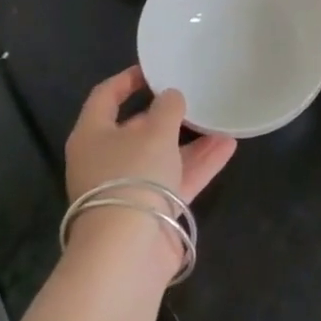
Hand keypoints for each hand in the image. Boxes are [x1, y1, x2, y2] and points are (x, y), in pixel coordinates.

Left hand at [64, 65, 236, 204]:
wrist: (128, 251)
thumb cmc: (133, 176)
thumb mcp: (155, 132)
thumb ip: (167, 108)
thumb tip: (171, 96)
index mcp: (92, 136)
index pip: (105, 97)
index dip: (128, 79)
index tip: (155, 69)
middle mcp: (106, 160)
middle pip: (135, 128)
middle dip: (166, 114)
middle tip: (193, 96)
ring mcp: (129, 187)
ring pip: (162, 155)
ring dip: (190, 139)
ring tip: (220, 120)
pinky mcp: (151, 210)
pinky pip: (177, 179)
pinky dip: (199, 163)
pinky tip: (228, 146)